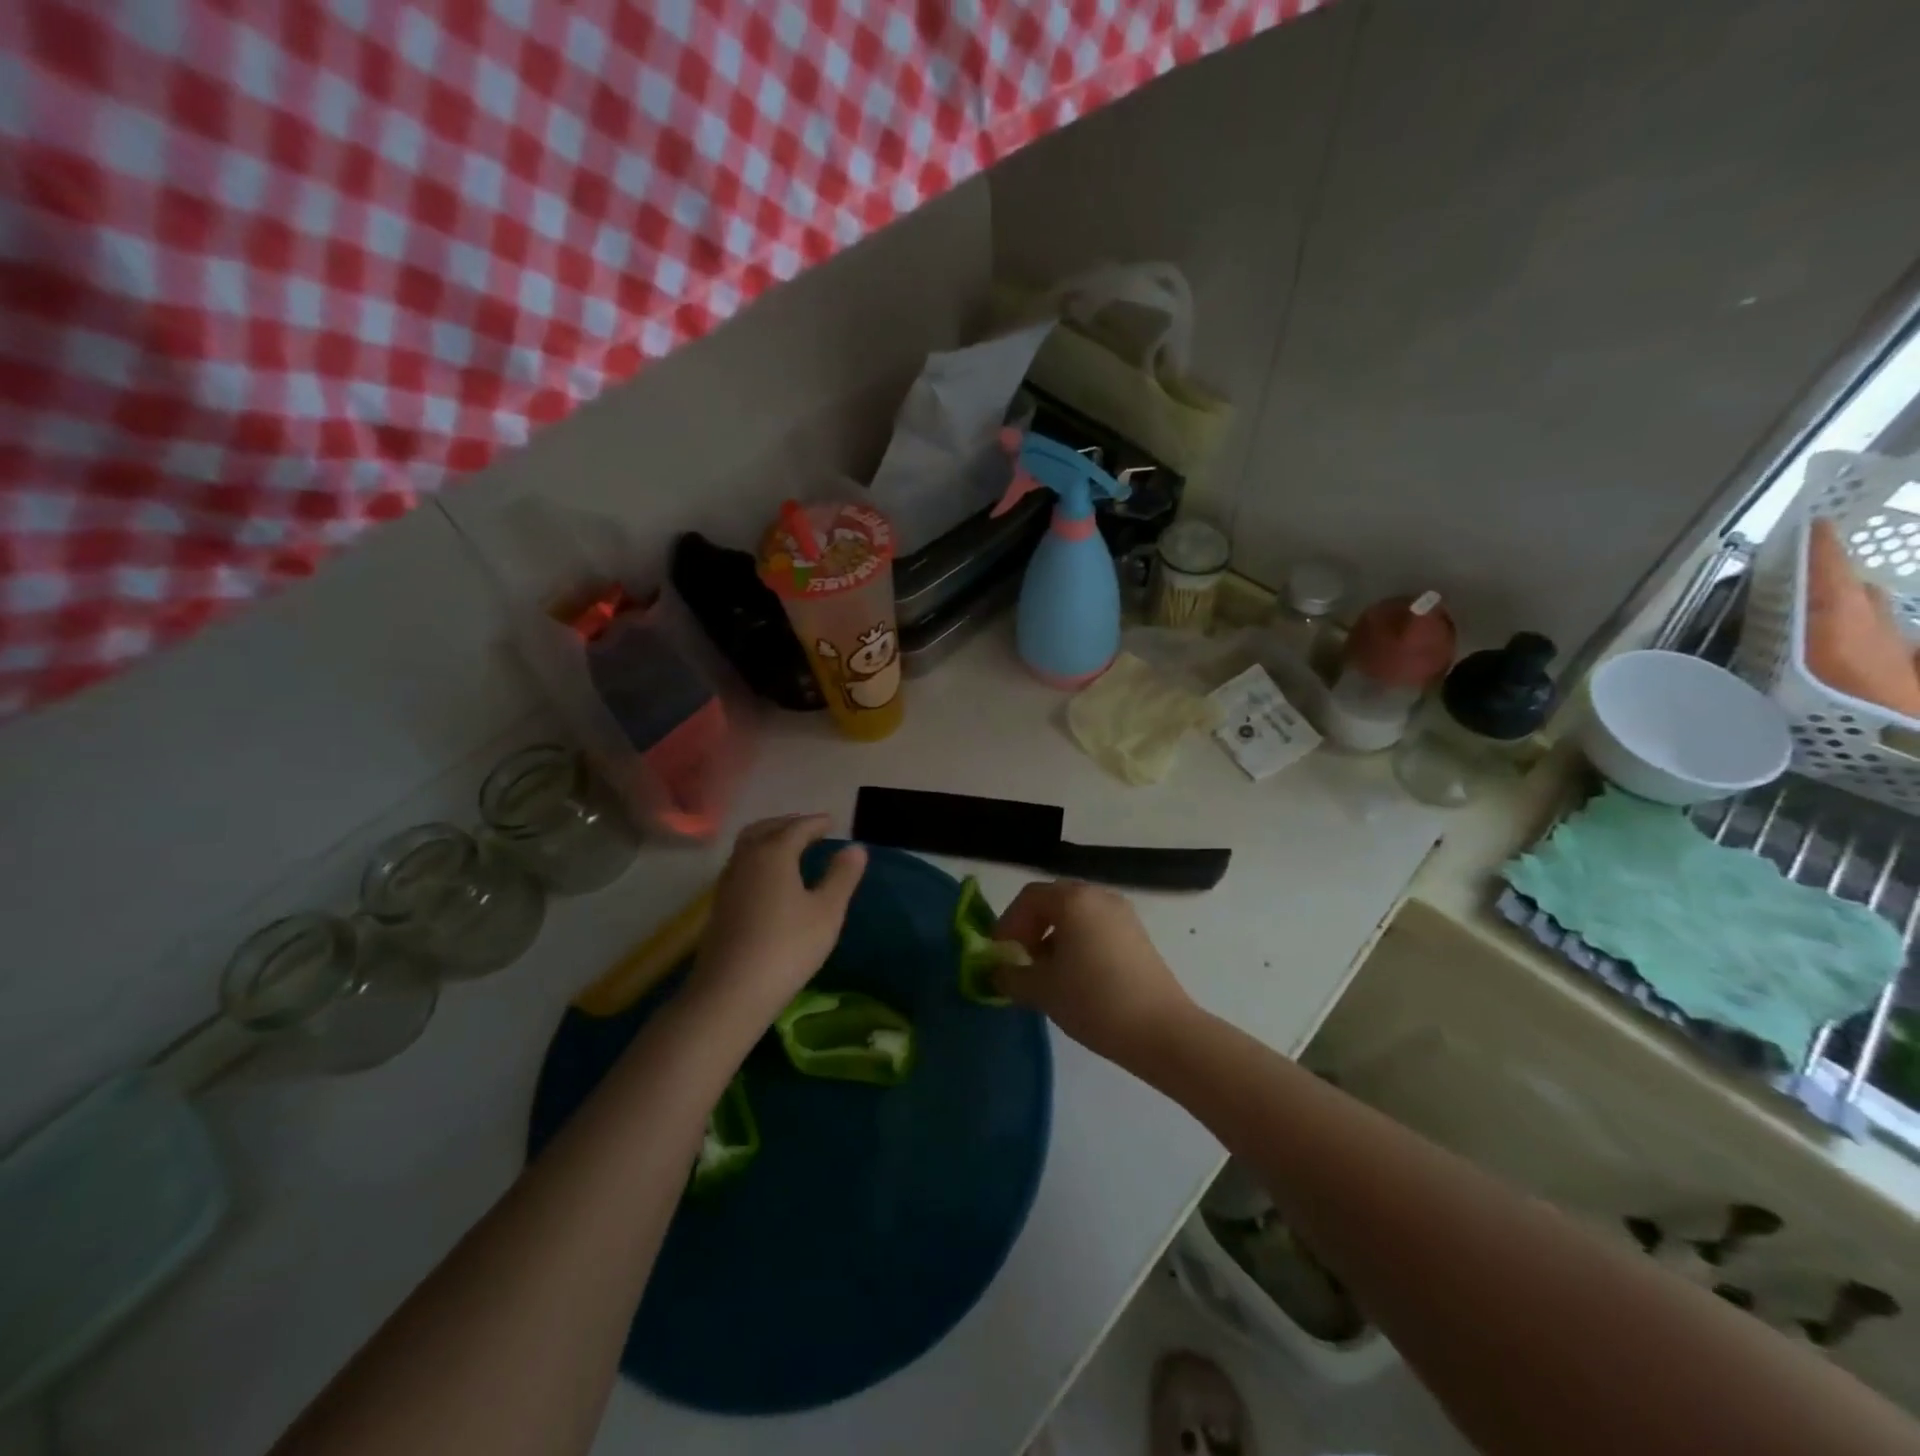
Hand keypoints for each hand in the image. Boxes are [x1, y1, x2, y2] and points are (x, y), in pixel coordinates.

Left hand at [687, 815, 866, 1027]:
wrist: (730, 992)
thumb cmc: (787, 947)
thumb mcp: (827, 912)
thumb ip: (842, 876)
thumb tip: (855, 848)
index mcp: (774, 853)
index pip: (797, 828)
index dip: (816, 823)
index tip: (832, 822)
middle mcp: (746, 859)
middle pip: (765, 828)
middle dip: (788, 824)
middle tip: (809, 828)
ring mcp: (728, 882)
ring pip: (748, 846)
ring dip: (769, 838)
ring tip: (790, 848)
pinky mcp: (719, 905)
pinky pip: (741, 865)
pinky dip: (758, 858)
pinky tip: (769, 879)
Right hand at [993, 880, 1196, 1069]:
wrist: (1162, 1031)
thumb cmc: (1094, 1000)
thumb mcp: (1042, 990)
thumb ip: (1010, 976)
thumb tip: (997, 972)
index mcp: (1074, 900)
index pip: (1029, 898)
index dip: (1008, 924)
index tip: (1000, 955)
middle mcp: (1100, 896)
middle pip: (1054, 901)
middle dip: (1030, 928)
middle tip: (1020, 961)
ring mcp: (1123, 915)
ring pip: (1077, 915)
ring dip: (1054, 937)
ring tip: (1047, 974)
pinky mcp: (1138, 936)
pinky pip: (1097, 928)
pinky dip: (1078, 943)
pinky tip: (1076, 978)